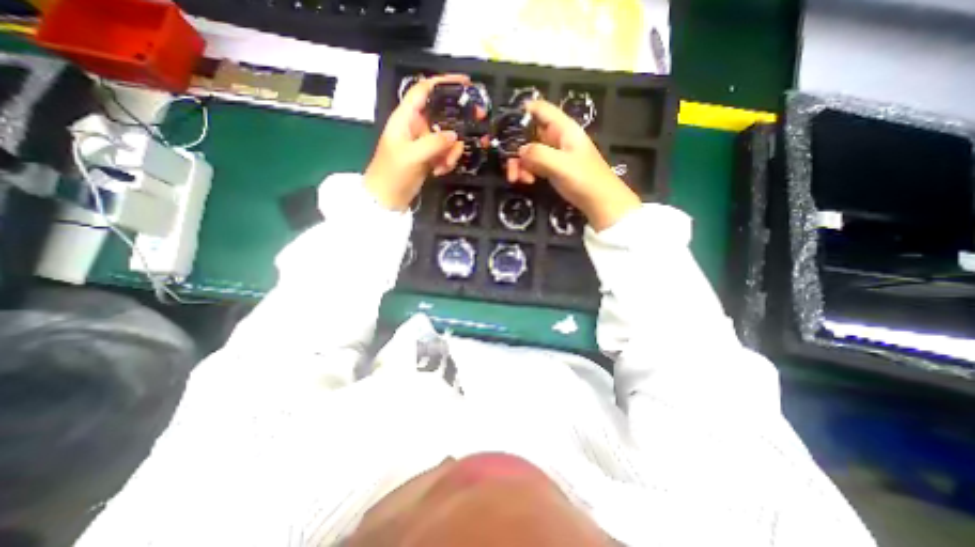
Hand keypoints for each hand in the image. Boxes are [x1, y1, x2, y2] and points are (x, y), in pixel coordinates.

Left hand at [368, 74, 469, 211]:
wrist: (387, 199)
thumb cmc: (392, 174)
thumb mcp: (411, 156)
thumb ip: (434, 143)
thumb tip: (455, 136)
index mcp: (406, 117)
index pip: (424, 90)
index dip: (444, 82)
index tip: (466, 83)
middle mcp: (416, 126)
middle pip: (443, 114)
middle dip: (458, 124)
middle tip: (476, 127)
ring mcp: (424, 142)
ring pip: (448, 137)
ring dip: (451, 151)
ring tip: (444, 165)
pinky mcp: (429, 156)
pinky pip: (446, 152)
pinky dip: (447, 161)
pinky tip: (439, 171)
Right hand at [506, 101, 645, 231]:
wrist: (599, 202)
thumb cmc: (585, 179)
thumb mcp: (561, 165)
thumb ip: (538, 154)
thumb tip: (519, 151)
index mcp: (563, 128)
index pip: (540, 109)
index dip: (521, 113)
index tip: (503, 128)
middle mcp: (556, 137)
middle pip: (528, 133)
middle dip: (515, 149)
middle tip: (509, 168)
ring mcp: (553, 153)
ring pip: (528, 151)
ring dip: (519, 164)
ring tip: (518, 180)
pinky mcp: (551, 168)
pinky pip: (533, 164)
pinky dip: (526, 172)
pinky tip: (527, 181)